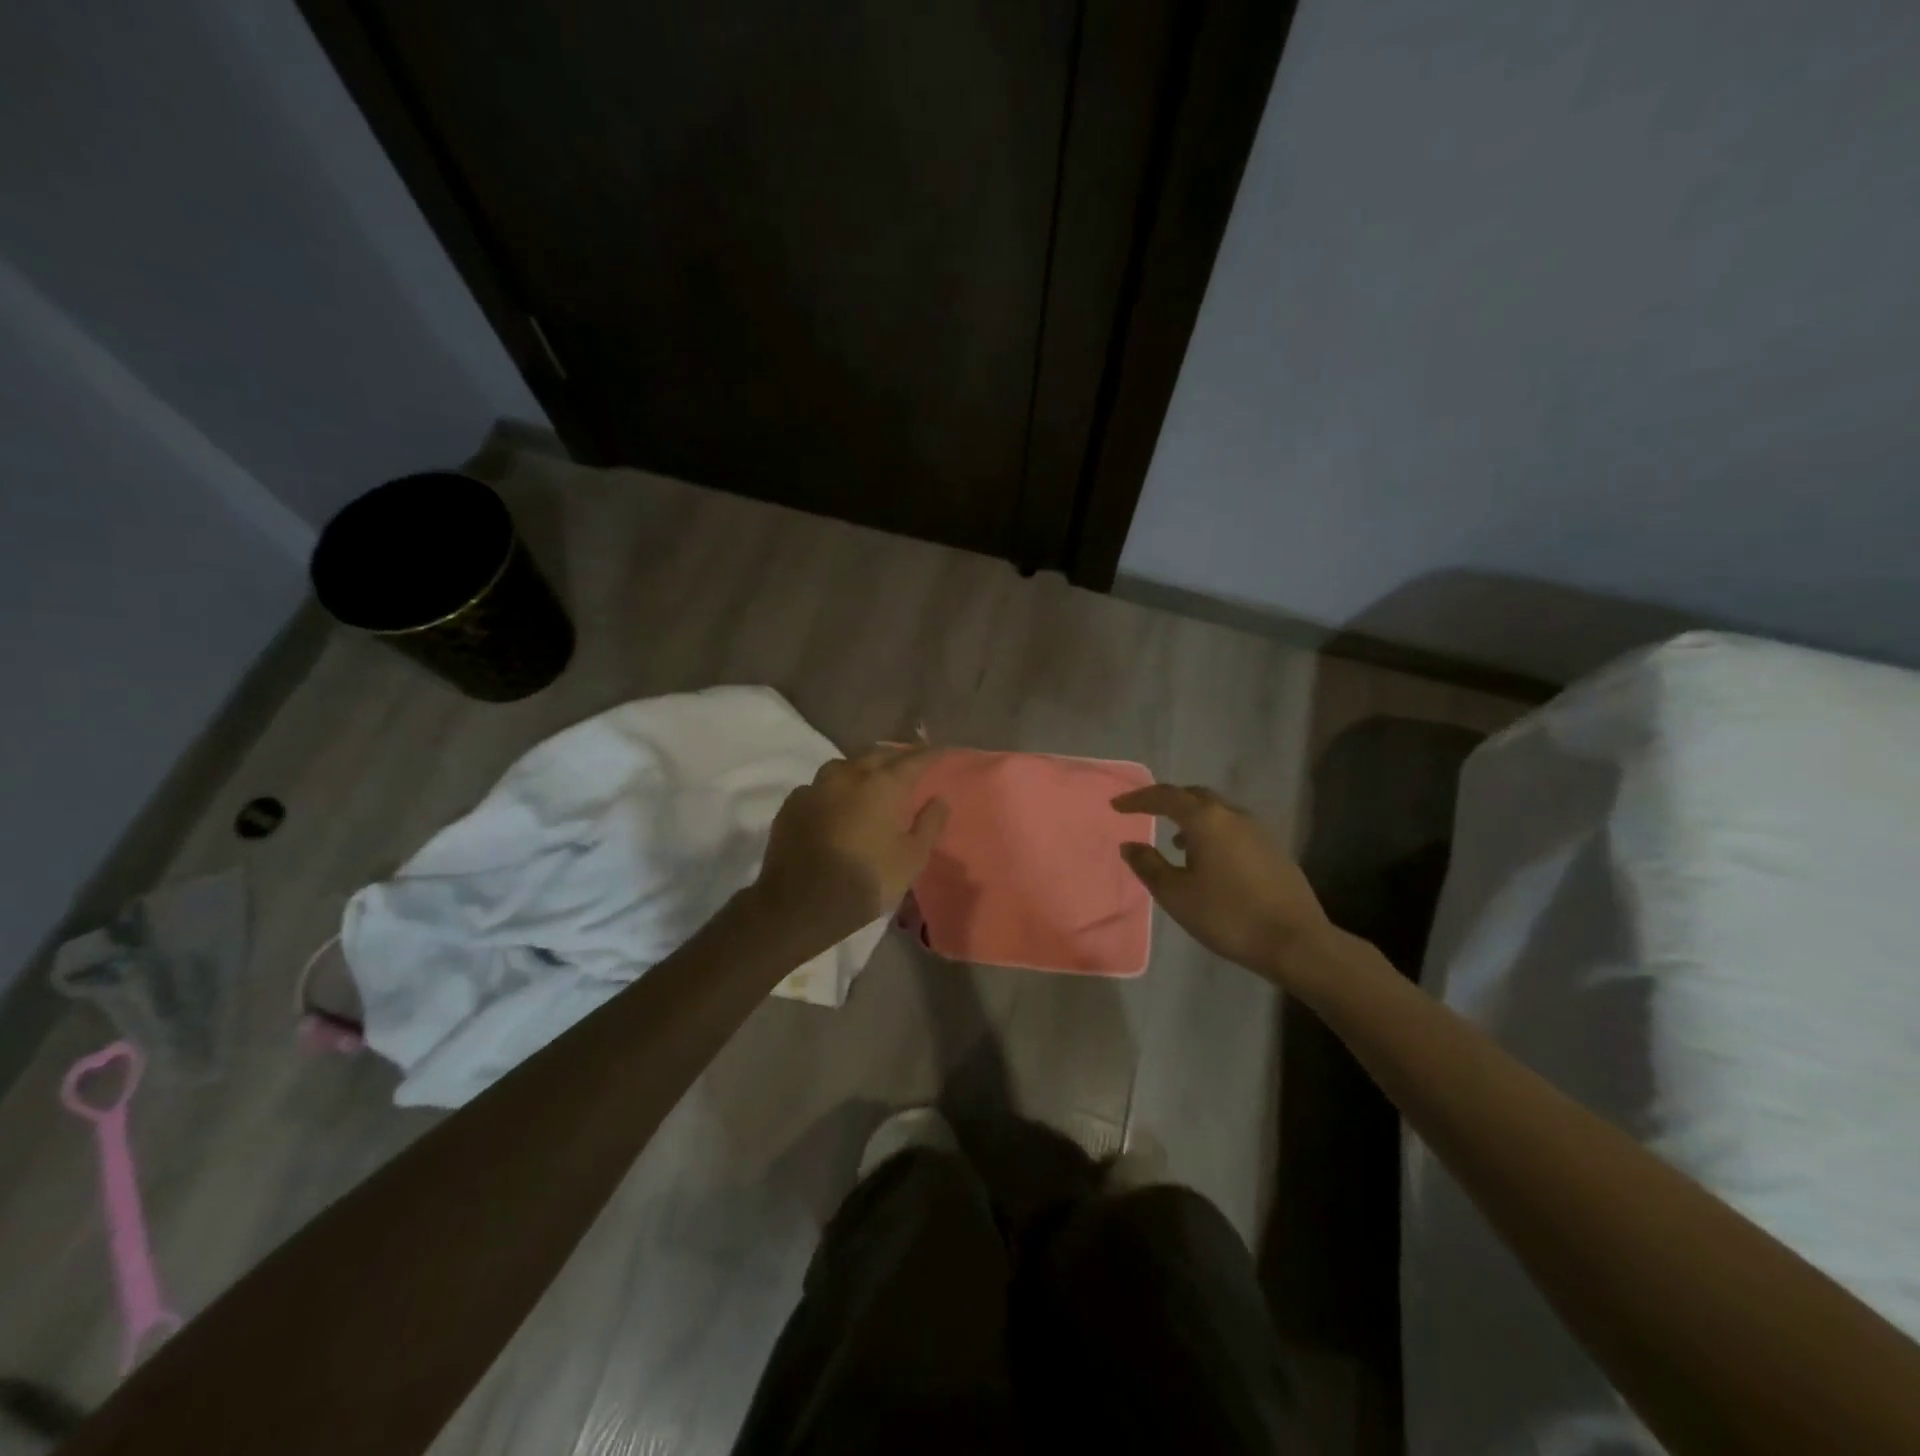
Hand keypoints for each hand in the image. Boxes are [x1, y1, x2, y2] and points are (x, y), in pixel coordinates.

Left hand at [752, 746, 949, 945]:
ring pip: (843, 765)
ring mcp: (815, 787)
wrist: (800, 903)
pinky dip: (832, 789)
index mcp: (883, 785)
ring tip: (868, 777)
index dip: (929, 755)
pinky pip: (817, 787)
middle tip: (906, 762)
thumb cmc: (866, 880)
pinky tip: (833, 802)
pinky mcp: (792, 805)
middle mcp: (848, 776)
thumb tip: (939, 799)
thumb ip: (929, 825)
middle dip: (894, 755)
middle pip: (876, 754)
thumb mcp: (912, 859)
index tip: (940, 752)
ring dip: (860, 767)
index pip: (913, 760)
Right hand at [1113, 783, 1333, 983]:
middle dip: (1167, 801)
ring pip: (1217, 811)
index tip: (1116, 806)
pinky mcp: (1273, 849)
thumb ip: (1148, 865)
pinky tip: (1208, 860)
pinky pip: (1233, 828)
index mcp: (1206, 820)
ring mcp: (1258, 830)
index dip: (1138, 799)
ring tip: (1175, 841)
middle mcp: (1233, 815)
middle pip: (1194, 796)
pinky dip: (1212, 832)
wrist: (1295, 942)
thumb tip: (1129, 845)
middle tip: (1146, 813)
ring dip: (1191, 818)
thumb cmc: (1227, 915)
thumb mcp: (1176, 894)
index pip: (1165, 796)